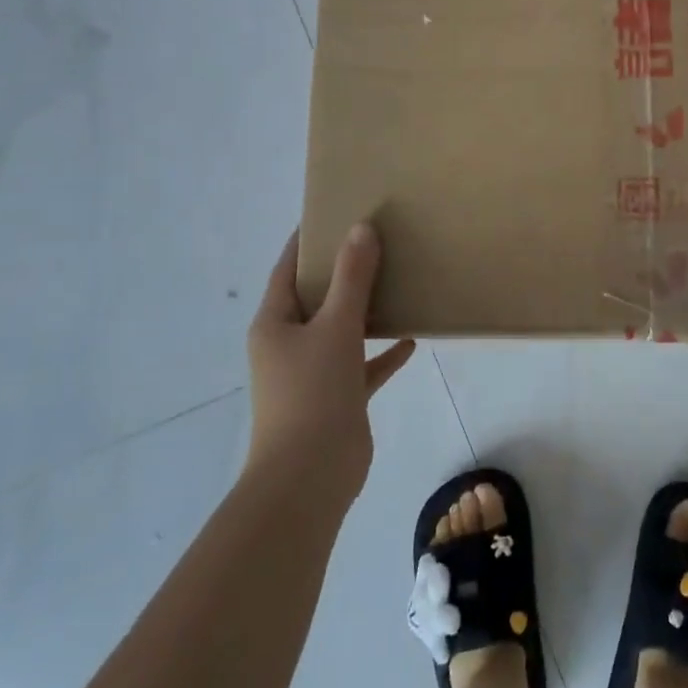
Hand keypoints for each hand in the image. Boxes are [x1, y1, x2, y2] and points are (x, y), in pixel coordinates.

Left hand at [246, 223, 415, 503]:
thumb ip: (352, 278)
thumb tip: (361, 228)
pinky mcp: (337, 397)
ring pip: (341, 329)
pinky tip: (411, 338)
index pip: (288, 269)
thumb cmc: (313, 392)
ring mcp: (313, 372)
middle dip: (344, 271)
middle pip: (317, 297)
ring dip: (366, 310)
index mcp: (275, 323)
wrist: (310, 475)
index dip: (307, 241)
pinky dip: (383, 352)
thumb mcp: (335, 327)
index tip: (334, 212)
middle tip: (377, 240)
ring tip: (397, 281)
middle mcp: (289, 344)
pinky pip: (362, 364)